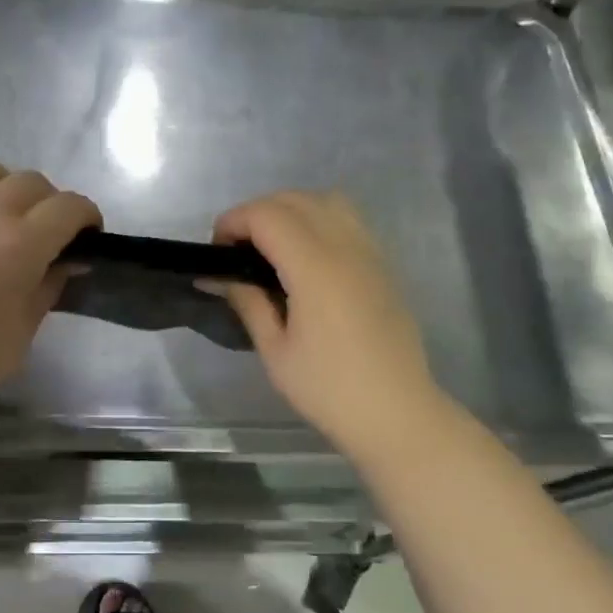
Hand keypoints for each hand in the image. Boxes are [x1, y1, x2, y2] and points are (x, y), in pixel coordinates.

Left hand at [0, 151, 100, 421]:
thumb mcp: (25, 329)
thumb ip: (50, 286)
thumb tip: (69, 261)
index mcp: (21, 244)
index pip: (69, 207)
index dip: (87, 215)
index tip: (87, 235)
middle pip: (30, 181)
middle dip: (49, 201)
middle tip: (44, 231)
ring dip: (2, 183)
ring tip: (0, 209)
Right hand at [212, 191, 445, 465]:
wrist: (396, 413)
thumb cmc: (328, 389)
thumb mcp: (275, 350)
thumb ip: (247, 302)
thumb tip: (216, 276)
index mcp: (315, 269)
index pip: (268, 215)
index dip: (234, 221)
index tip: (216, 251)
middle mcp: (345, 248)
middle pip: (295, 199)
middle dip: (257, 212)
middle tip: (237, 250)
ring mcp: (369, 253)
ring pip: (326, 200)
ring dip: (290, 210)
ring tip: (271, 247)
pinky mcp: (382, 265)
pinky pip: (347, 220)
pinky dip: (318, 220)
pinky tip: (305, 258)